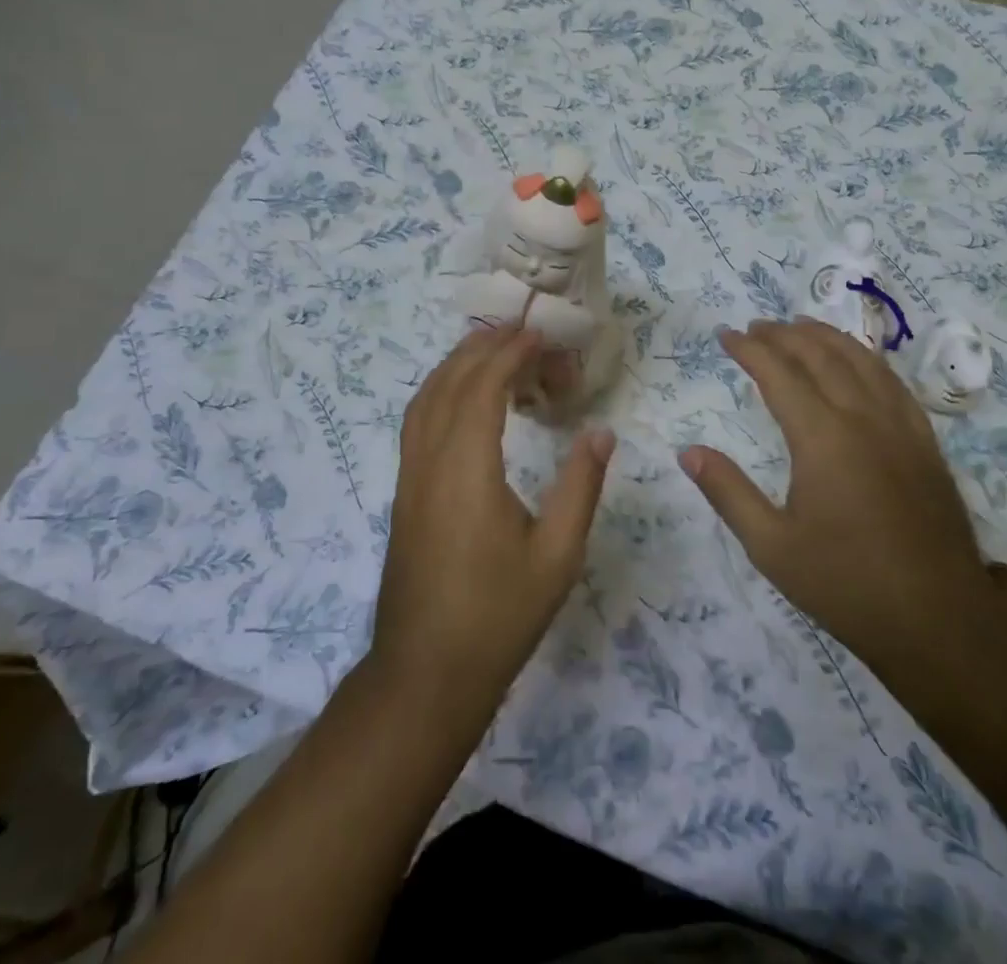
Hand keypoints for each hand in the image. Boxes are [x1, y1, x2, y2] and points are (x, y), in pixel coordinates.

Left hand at [371, 326, 614, 720]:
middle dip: (485, 347)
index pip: (483, 387)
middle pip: (450, 382)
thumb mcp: (556, 557)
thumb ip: (580, 487)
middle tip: (524, 332)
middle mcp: (430, 462)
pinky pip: (417, 421)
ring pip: (425, 398)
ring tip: (495, 349)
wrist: (425, 674)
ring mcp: (410, 477)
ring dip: (457, 364)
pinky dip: (441, 390)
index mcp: (467, 470)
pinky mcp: (405, 493)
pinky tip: (465, 399)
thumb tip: (601, 431)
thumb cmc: (497, 617)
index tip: (540, 335)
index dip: (511, 353)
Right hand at [679, 318, 1006, 669]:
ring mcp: (900, 426)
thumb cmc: (845, 584)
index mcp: (822, 437)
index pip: (778, 373)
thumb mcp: (772, 546)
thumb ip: (728, 492)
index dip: (749, 349)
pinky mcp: (925, 443)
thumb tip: (688, 451)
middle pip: (820, 356)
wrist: (938, 620)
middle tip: (756, 327)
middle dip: (784, 334)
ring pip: (861, 360)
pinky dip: (866, 359)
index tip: (726, 335)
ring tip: (801, 326)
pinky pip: (893, 382)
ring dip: (827, 336)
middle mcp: (862, 417)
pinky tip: (858, 362)